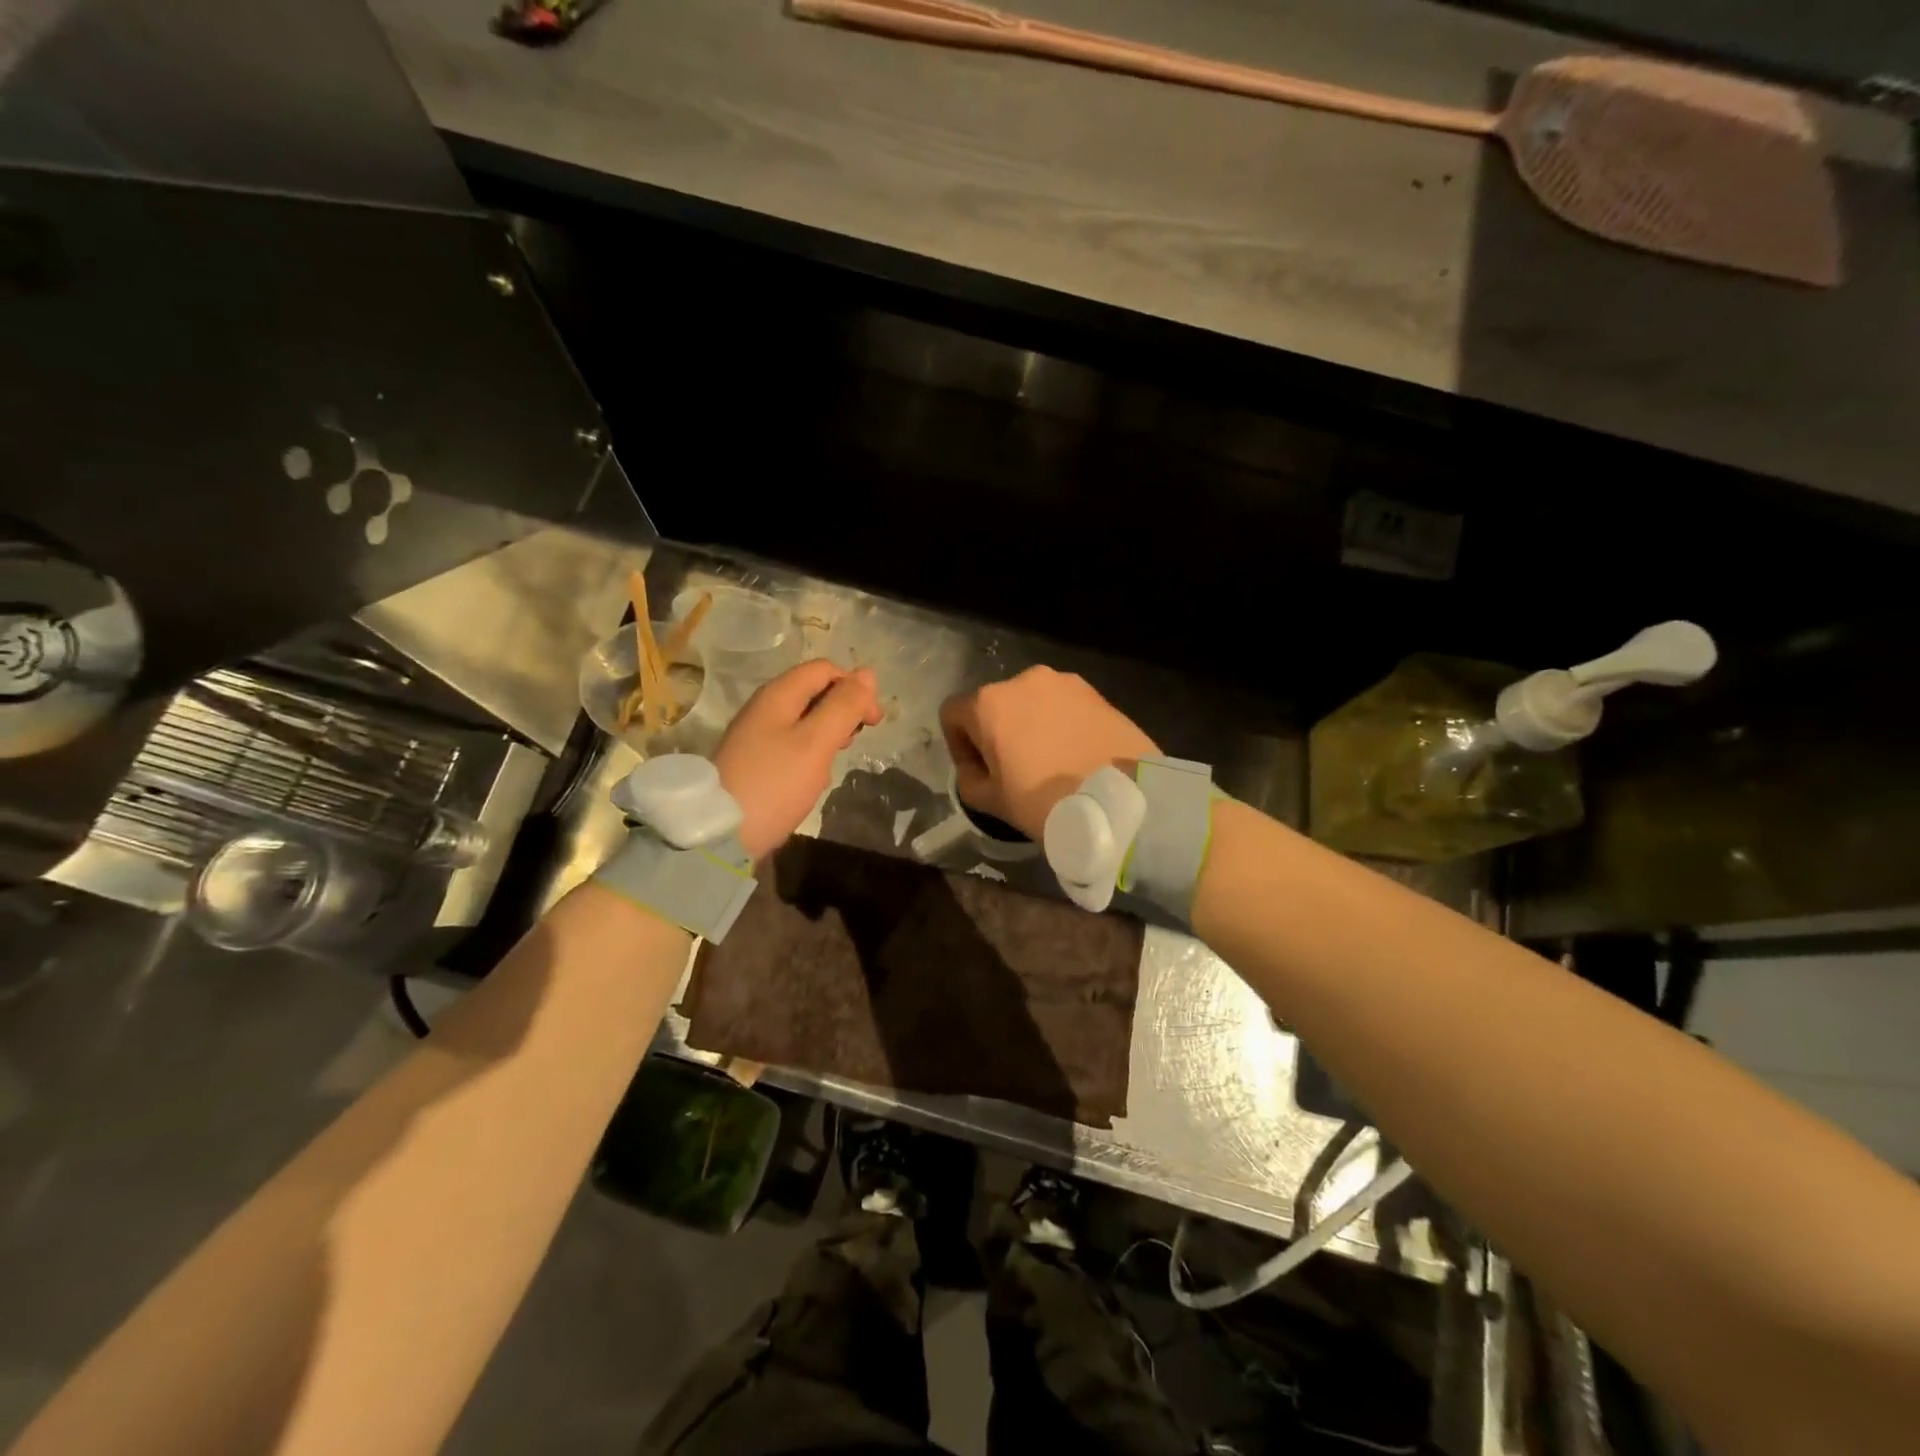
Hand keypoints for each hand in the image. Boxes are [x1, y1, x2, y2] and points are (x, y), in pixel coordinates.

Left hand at [713, 660, 882, 859]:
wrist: (720, 833)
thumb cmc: (774, 783)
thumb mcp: (816, 743)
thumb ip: (844, 706)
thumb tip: (868, 674)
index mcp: (778, 695)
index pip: (824, 670)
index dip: (854, 687)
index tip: (872, 721)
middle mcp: (764, 708)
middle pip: (814, 692)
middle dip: (843, 710)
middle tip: (854, 741)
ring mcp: (756, 736)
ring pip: (804, 720)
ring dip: (828, 734)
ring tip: (835, 761)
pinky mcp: (755, 762)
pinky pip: (792, 745)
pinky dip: (811, 754)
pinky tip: (813, 778)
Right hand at [939, 666, 1159, 840]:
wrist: (1119, 800)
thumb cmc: (1044, 800)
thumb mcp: (991, 802)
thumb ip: (968, 780)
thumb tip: (976, 768)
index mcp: (989, 702)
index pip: (953, 714)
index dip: (958, 745)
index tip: (977, 772)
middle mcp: (1023, 680)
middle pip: (994, 704)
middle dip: (996, 733)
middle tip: (1013, 770)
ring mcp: (1064, 682)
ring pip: (1032, 703)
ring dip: (1030, 726)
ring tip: (1048, 762)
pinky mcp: (1096, 692)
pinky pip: (1064, 706)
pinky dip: (1060, 724)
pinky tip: (1074, 755)